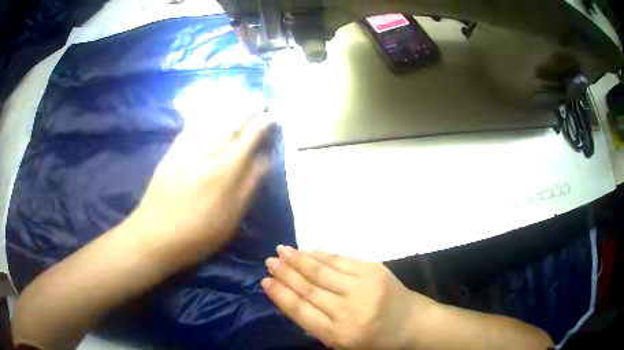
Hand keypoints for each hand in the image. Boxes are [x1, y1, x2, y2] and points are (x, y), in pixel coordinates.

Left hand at [128, 113, 274, 270]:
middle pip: (230, 124)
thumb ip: (249, 187)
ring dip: (228, 107)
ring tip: (241, 99)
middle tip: (259, 101)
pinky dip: (205, 115)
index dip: (262, 125)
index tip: (272, 116)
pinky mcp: (172, 152)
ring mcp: (186, 150)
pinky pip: (191, 126)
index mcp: (224, 173)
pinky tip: (211, 111)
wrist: (155, 235)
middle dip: (246, 109)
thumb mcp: (230, 219)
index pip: (248, 140)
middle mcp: (206, 154)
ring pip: (211, 121)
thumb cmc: (198, 235)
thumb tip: (264, 160)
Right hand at [262, 246, 437, 349]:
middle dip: (286, 273)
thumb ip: (317, 325)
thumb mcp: (342, 343)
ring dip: (299, 259)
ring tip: (282, 251)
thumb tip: (291, 298)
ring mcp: (363, 287)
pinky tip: (308, 251)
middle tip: (269, 261)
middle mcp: (349, 311)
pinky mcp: (374, 270)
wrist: (412, 323)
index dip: (281, 294)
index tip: (265, 281)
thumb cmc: (375, 340)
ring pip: (322, 271)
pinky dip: (322, 255)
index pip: (301, 311)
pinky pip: (341, 260)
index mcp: (339, 335)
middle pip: (309, 288)